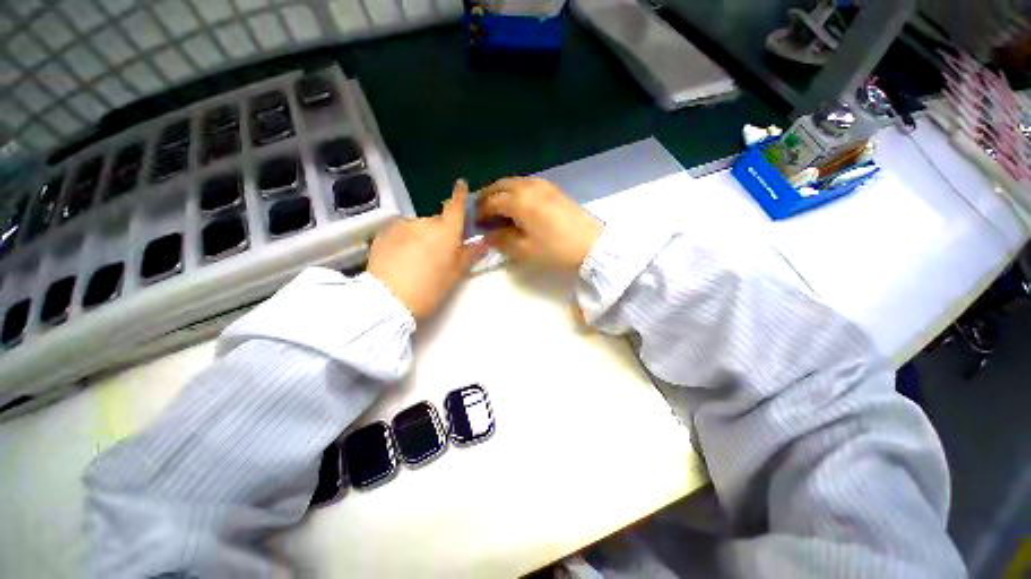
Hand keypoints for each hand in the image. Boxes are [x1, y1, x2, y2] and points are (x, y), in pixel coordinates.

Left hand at [368, 180, 486, 319]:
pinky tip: (401, 259)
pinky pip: (401, 232)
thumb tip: (484, 242)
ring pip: (418, 227)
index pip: (456, 207)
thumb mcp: (454, 274)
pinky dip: (405, 240)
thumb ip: (469, 254)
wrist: (387, 300)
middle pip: (437, 221)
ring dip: (421, 237)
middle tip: (439, 254)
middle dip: (440, 232)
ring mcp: (401, 225)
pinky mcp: (383, 233)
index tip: (461, 184)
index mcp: (446, 231)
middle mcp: (424, 222)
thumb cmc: (429, 289)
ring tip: (417, 260)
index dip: (460, 195)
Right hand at [477, 177, 602, 271]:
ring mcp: (543, 185)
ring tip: (498, 207)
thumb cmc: (555, 250)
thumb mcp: (524, 250)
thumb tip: (488, 233)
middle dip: (488, 196)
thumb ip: (501, 239)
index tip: (477, 223)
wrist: (591, 245)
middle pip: (500, 185)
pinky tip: (518, 203)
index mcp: (519, 201)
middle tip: (483, 211)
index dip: (481, 212)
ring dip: (501, 192)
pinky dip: (516, 190)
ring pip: (514, 182)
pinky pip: (527, 183)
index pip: (491, 202)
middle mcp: (528, 187)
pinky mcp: (554, 189)